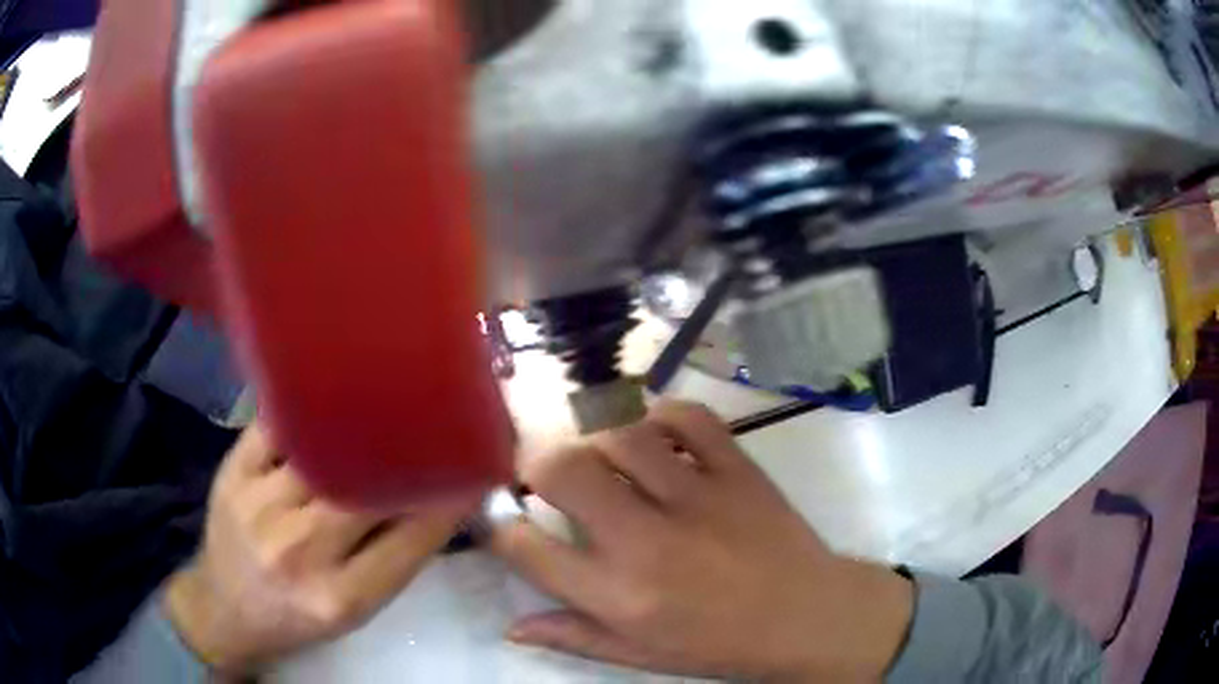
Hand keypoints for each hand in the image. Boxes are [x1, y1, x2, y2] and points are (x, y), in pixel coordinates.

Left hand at [164, 424, 475, 672]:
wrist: (225, 608)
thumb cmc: (296, 616)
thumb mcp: (354, 610)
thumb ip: (394, 559)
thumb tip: (438, 503)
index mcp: (340, 597)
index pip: (411, 540)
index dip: (448, 501)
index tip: (474, 470)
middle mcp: (299, 551)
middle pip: (367, 490)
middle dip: (409, 455)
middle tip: (438, 425)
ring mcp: (259, 505)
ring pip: (325, 451)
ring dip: (363, 426)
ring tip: (392, 402)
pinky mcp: (233, 471)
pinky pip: (279, 427)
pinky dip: (308, 409)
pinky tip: (330, 395)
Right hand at [493, 401, 912, 681]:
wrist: (807, 616)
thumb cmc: (718, 644)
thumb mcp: (639, 656)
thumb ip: (572, 636)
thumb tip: (511, 626)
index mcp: (619, 595)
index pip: (528, 547)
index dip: (501, 524)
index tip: (505, 517)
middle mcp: (647, 541)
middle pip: (564, 470)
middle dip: (537, 463)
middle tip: (548, 474)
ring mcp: (697, 497)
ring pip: (621, 434)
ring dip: (599, 441)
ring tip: (605, 459)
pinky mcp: (737, 469)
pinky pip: (689, 417)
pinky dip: (662, 416)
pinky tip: (658, 436)